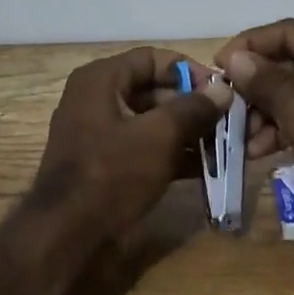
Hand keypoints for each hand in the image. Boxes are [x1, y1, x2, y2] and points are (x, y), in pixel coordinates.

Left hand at [30, 47, 230, 236]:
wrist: (67, 235)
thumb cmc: (112, 173)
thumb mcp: (159, 136)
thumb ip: (193, 108)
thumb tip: (222, 89)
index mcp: (100, 79)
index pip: (152, 59)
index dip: (189, 69)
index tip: (221, 89)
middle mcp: (95, 99)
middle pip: (153, 90)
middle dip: (192, 105)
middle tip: (227, 121)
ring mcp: (98, 133)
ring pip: (150, 121)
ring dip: (186, 132)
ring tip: (222, 145)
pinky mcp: (104, 164)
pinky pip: (143, 147)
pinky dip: (171, 154)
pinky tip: (204, 168)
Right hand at [216, 20, 293, 268]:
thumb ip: (267, 83)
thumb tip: (235, 57)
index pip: (290, 31)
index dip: (250, 45)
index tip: (217, 66)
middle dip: (259, 85)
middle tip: (228, 105)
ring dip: (271, 110)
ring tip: (243, 138)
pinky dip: (292, 125)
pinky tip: (263, 150)